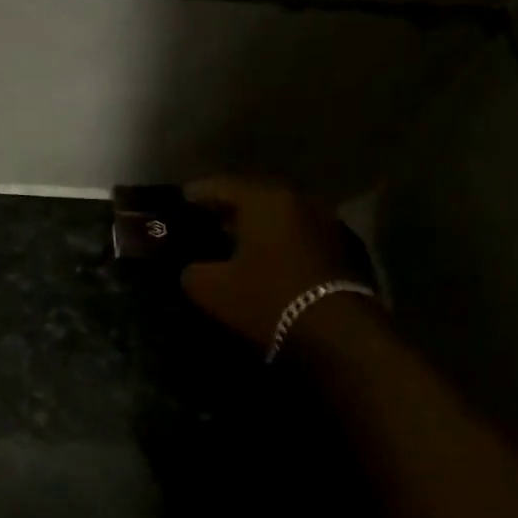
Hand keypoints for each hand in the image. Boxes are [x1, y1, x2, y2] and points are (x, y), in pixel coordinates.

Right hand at [180, 177, 366, 348]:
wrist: (337, 332)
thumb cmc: (267, 298)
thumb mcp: (210, 289)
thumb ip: (191, 271)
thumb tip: (192, 269)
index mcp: (264, 199)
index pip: (219, 185)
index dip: (194, 195)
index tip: (178, 204)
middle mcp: (298, 199)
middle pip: (253, 197)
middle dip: (226, 210)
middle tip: (202, 223)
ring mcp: (325, 222)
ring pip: (277, 217)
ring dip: (255, 228)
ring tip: (231, 244)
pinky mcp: (340, 248)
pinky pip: (296, 236)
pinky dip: (276, 243)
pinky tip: (263, 261)